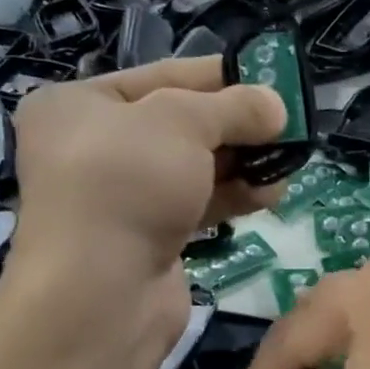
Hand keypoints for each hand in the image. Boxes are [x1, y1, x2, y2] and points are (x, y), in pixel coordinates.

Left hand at [4, 56, 285, 367]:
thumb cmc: (129, 182)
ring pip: (194, 169)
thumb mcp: (184, 122)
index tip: (271, 79)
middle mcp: (95, 148)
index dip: (220, 76)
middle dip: (238, 126)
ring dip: (244, 164)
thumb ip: (236, 107)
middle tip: (287, 126)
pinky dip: (233, 197)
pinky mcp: (149, 238)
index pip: (163, 75)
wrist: (103, 293)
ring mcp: (122, 198)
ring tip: (289, 161)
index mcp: (80, 105)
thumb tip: (277, 106)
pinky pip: (197, 205)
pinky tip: (272, 194)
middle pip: (182, 124)